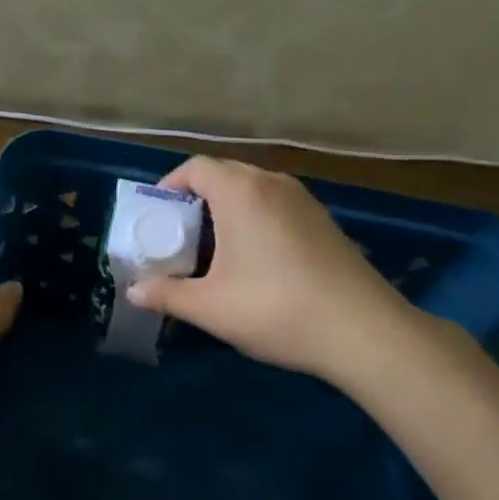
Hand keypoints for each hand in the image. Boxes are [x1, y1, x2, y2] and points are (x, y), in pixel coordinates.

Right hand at [124, 156, 431, 383]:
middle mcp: (272, 183)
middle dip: (195, 197)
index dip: (169, 185)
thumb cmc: (276, 309)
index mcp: (241, 192)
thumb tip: (134, 290)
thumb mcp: (211, 307)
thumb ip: (167, 294)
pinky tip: (255, 258)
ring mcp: (303, 199)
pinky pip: (275, 203)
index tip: (157, 216)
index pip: (195, 167)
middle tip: (179, 234)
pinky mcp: (323, 220)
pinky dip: (254, 217)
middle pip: (223, 174)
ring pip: (252, 188)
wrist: (364, 331)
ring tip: (213, 247)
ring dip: (226, 207)